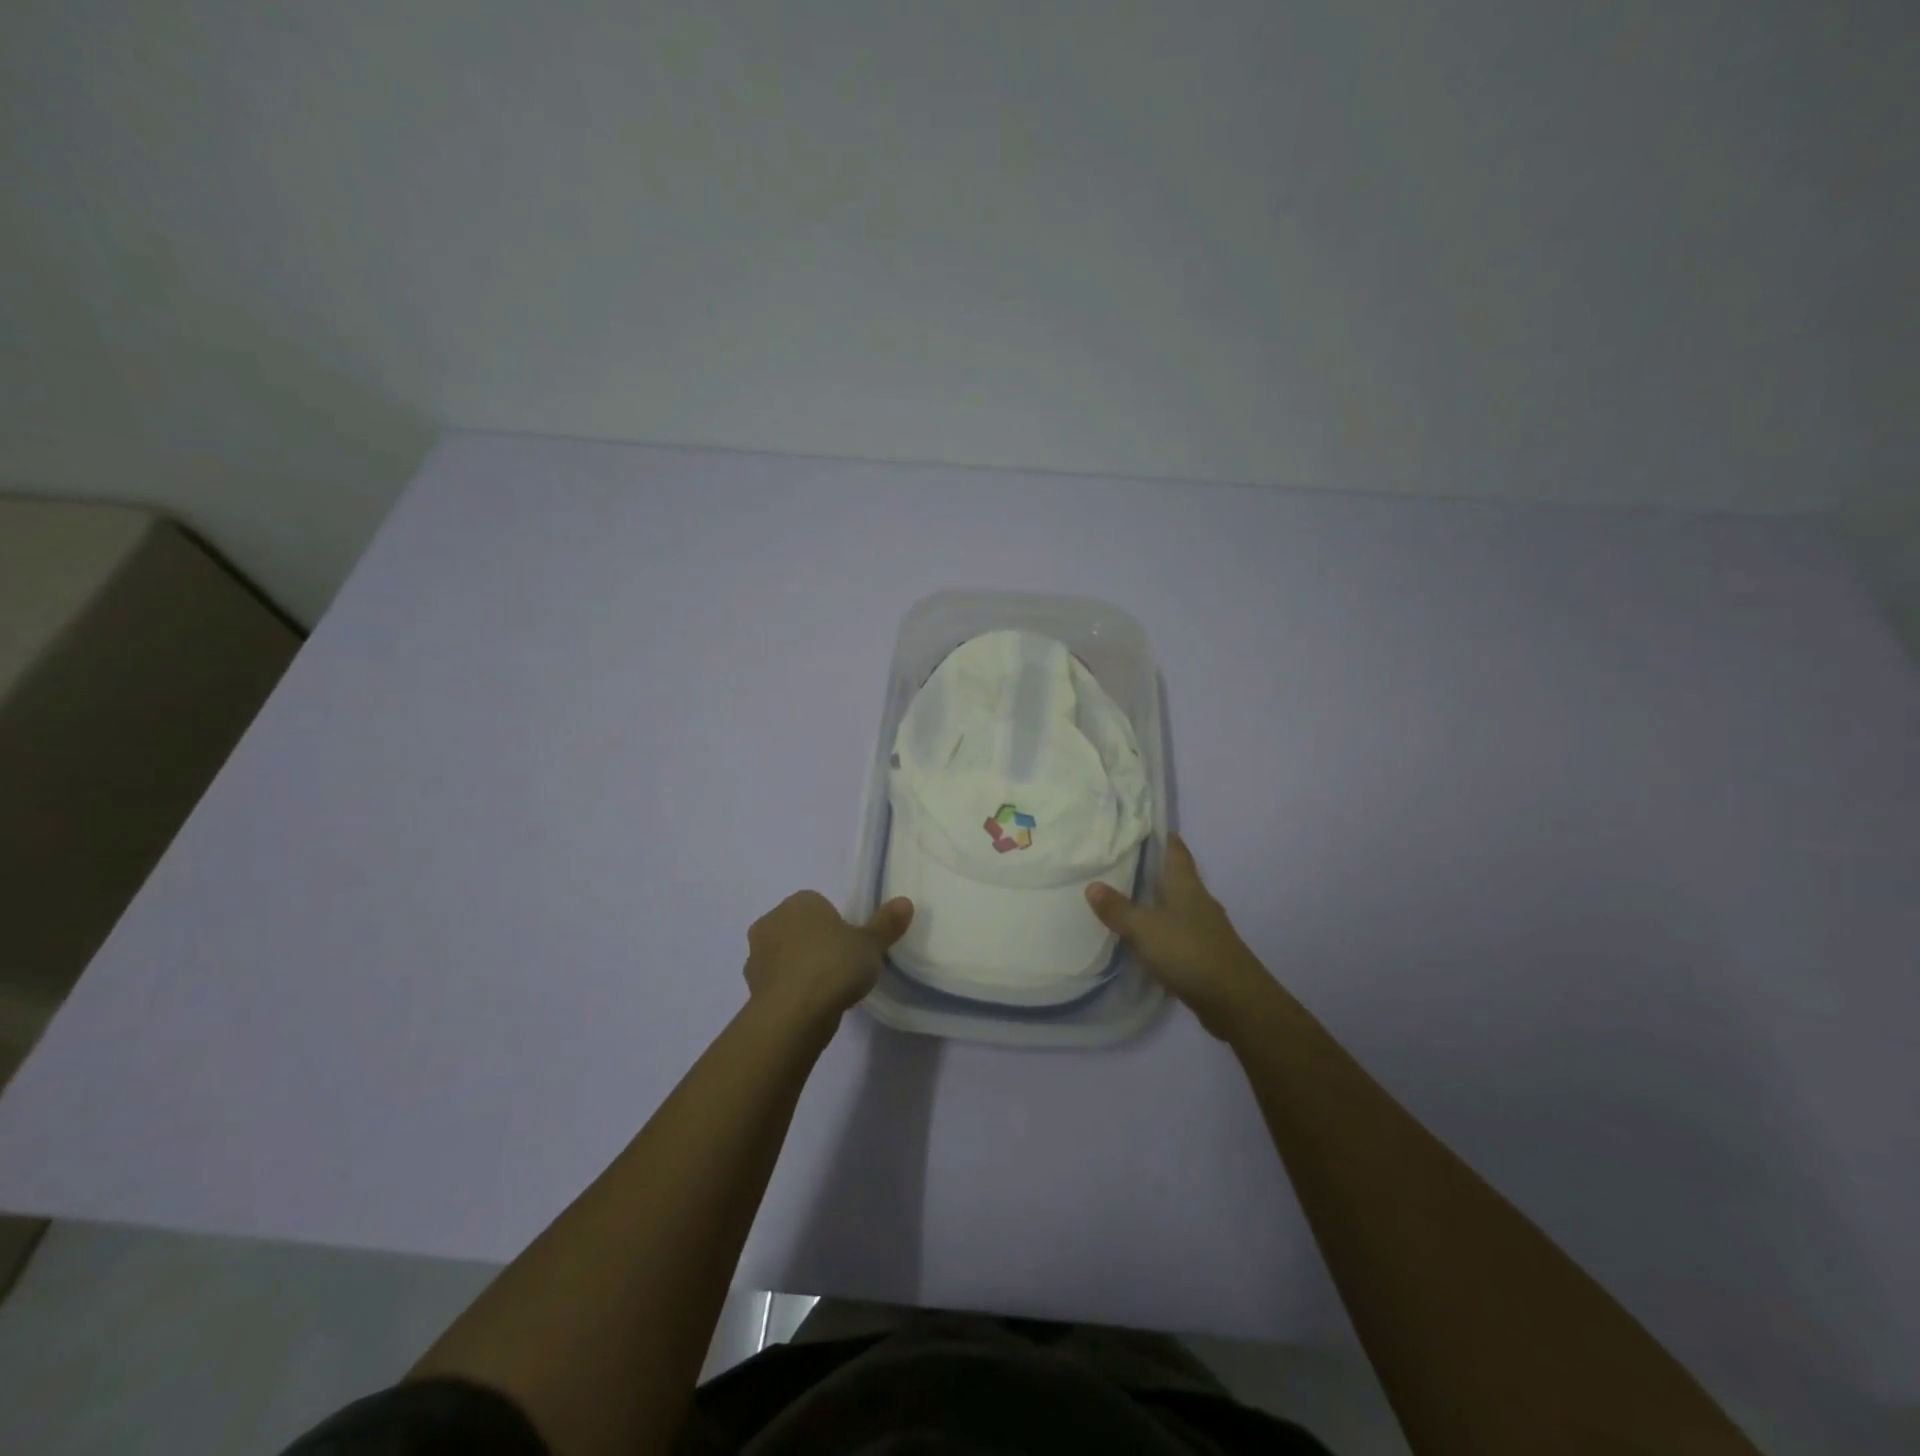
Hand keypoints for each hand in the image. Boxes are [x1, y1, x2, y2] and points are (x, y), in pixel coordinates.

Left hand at [744, 891, 912, 1029]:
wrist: (793, 1014)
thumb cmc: (834, 966)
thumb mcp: (871, 944)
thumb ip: (886, 924)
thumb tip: (905, 902)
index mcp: (800, 902)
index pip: (819, 905)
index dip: (836, 924)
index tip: (851, 945)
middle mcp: (771, 921)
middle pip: (799, 928)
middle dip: (814, 942)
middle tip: (841, 965)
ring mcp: (756, 955)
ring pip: (784, 955)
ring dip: (799, 967)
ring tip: (826, 989)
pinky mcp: (750, 987)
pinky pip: (776, 982)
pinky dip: (789, 990)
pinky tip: (810, 1005)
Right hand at [1086, 834, 1274, 1039]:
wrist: (1235, 1001)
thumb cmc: (1189, 953)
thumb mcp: (1144, 929)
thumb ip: (1118, 909)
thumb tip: (1092, 885)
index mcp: (1187, 887)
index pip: (1177, 852)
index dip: (1165, 838)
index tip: (1147, 827)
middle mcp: (1200, 902)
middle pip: (1178, 878)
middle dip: (1157, 869)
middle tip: (1127, 862)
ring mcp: (1206, 929)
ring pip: (1180, 906)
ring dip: (1160, 901)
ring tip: (1132, 898)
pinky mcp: (1207, 955)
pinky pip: (1181, 932)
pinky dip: (1165, 929)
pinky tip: (1149, 938)